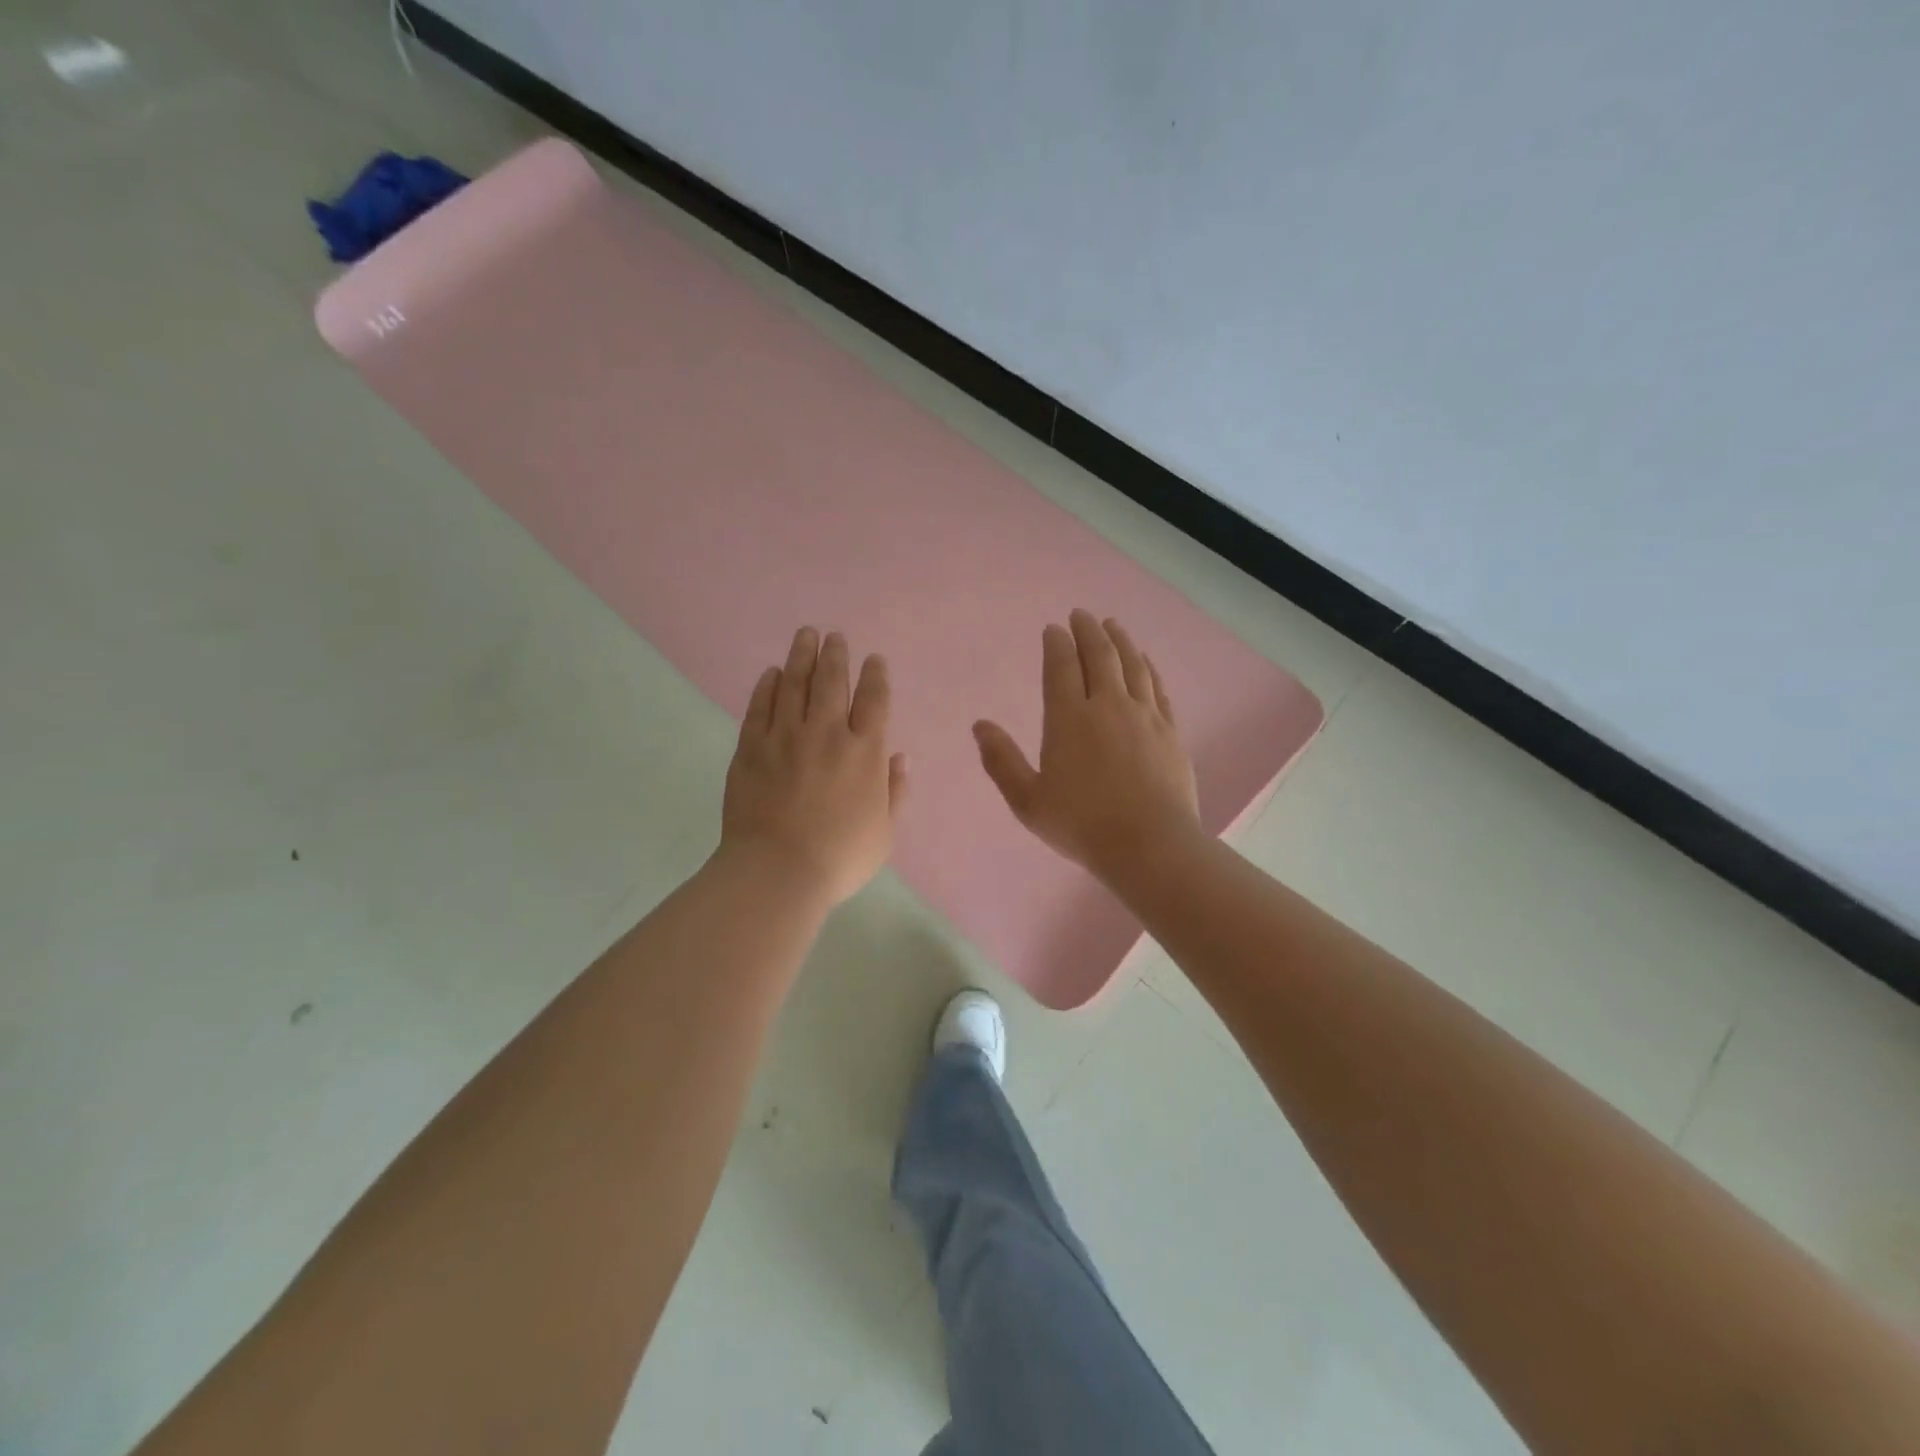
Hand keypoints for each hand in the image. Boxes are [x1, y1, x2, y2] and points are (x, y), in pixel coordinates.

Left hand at [721, 627, 907, 907]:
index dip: (875, 675)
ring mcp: (785, 737)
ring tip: (805, 635)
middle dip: (836, 654)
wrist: (778, 871)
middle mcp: (827, 733)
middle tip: (834, 636)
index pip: (874, 700)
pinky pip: (760, 706)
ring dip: (801, 655)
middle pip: (832, 681)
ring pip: (795, 684)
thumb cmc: (840, 857)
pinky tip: (772, 672)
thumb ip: (895, 791)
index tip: (873, 659)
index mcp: (865, 752)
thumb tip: (901, 758)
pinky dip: (767, 685)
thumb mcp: (884, 832)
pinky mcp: (751, 747)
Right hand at [974, 609, 1200, 883]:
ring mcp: (1144, 715)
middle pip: (1099, 656)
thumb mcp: (1028, 800)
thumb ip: (1002, 761)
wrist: (1149, 845)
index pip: (1061, 667)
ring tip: (1112, 625)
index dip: (1056, 643)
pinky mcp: (1170, 730)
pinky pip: (1157, 687)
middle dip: (1088, 631)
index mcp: (1068, 719)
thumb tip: (979, 725)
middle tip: (1081, 615)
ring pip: (1132, 664)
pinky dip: (1148, 667)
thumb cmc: (1081, 825)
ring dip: (1120, 640)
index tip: (1053, 628)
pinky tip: (1144, 661)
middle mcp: (1107, 706)